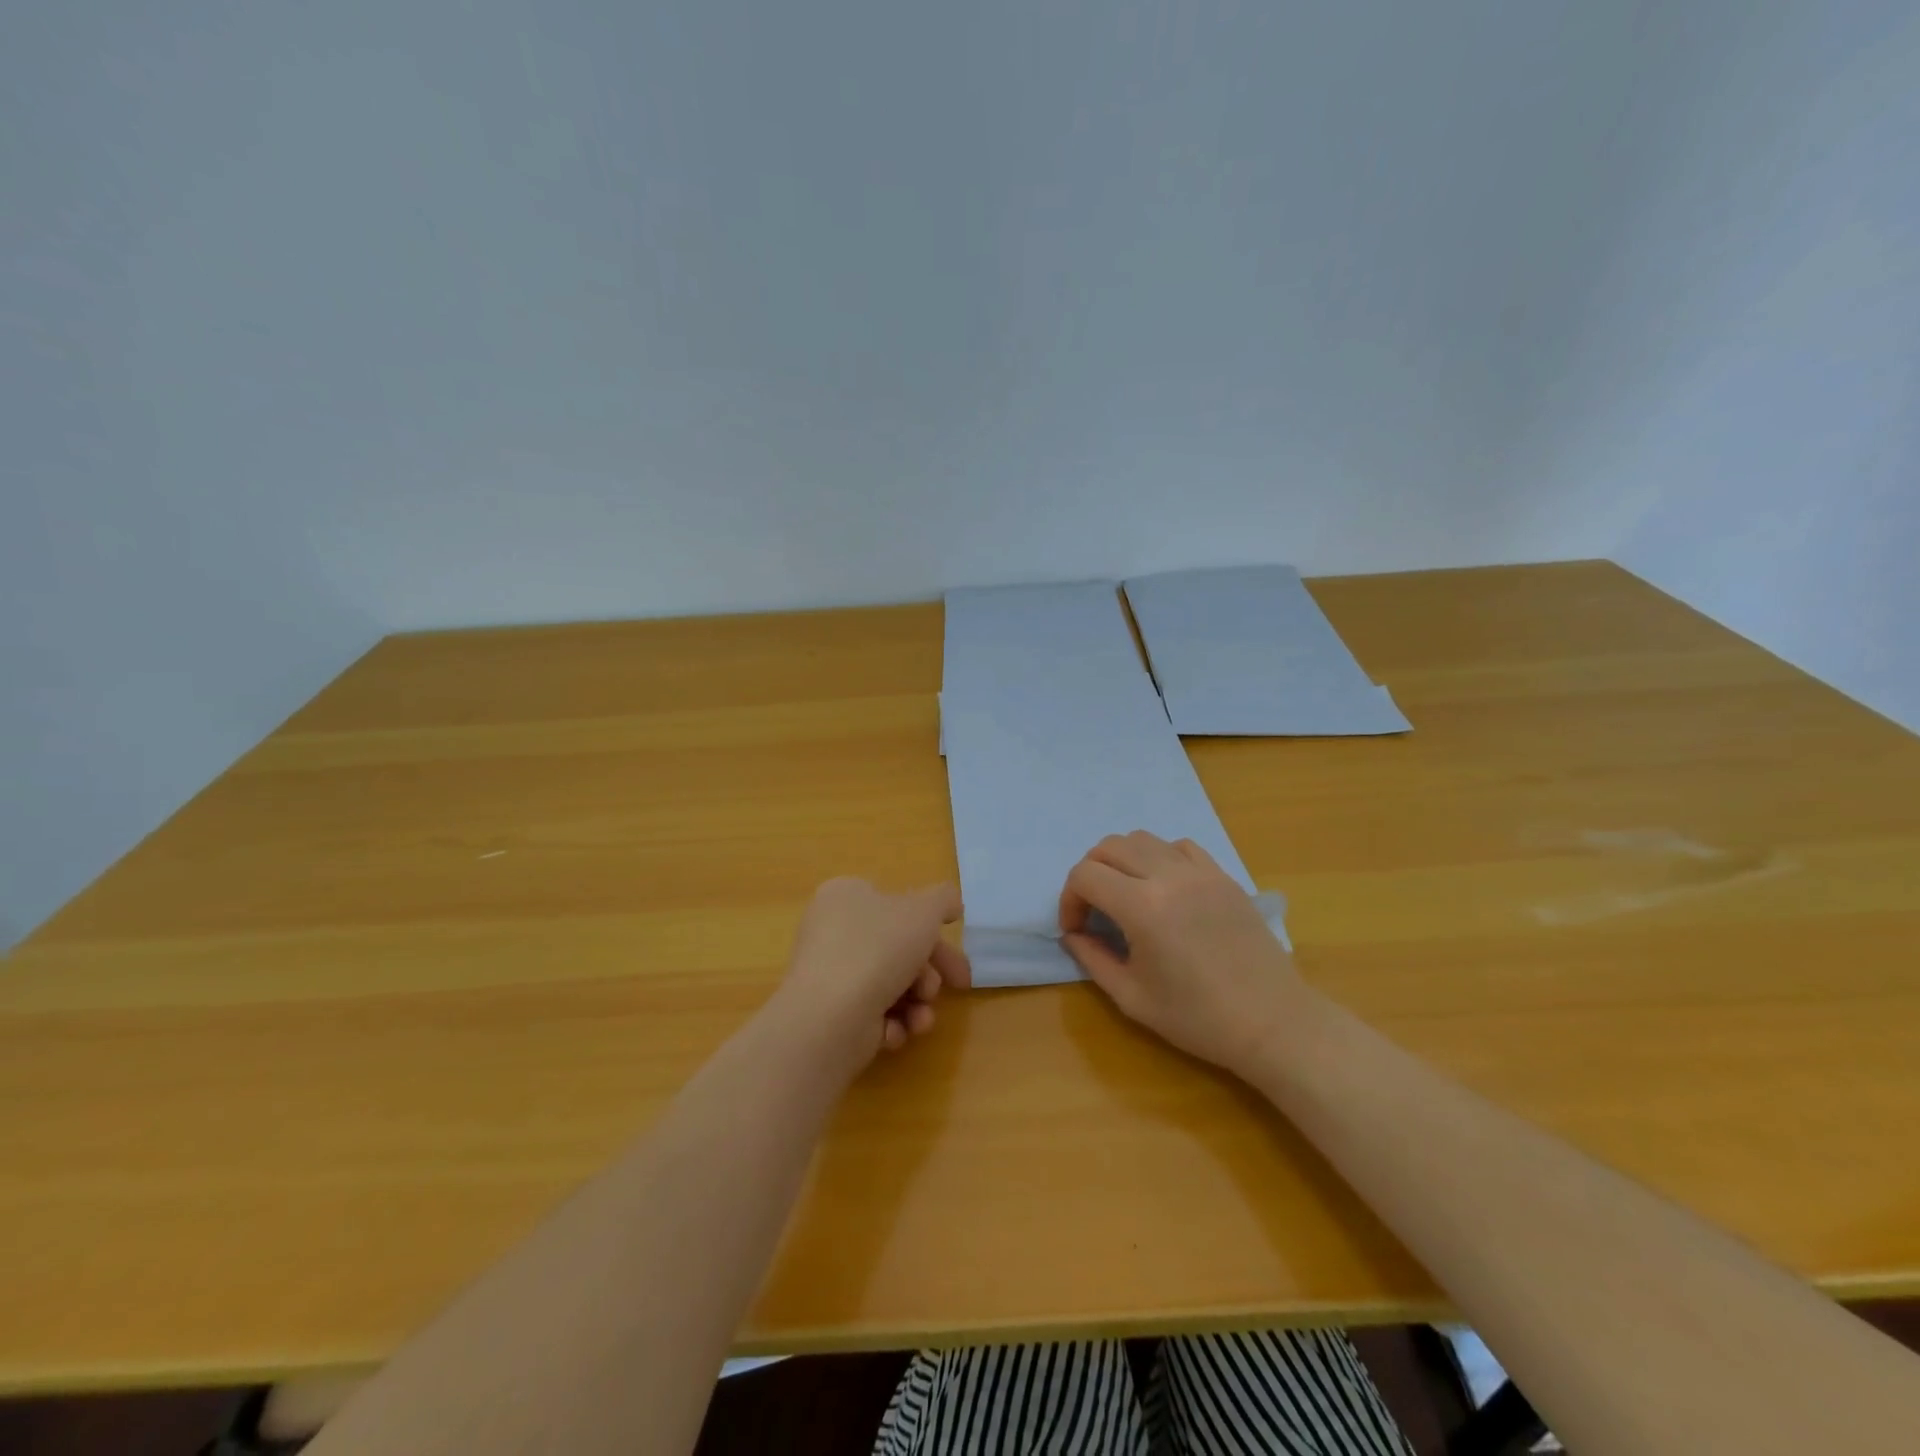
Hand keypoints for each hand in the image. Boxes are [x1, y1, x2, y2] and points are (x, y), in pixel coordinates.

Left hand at [776, 877, 971, 1067]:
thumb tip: (950, 904)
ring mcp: (829, 974)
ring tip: (921, 1017)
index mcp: (846, 896)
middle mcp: (833, 931)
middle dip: (930, 971)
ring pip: (891, 984)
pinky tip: (895, 1031)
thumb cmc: (877, 950)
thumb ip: (943, 900)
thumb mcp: (923, 910)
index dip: (931, 928)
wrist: (829, 1017)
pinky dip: (891, 1023)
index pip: (896, 906)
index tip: (955, 948)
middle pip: (898, 948)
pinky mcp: (830, 1014)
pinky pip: (872, 1014)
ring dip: (917, 1002)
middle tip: (958, 985)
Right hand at [1058, 831, 1308, 1077]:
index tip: (1076, 929)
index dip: (1069, 900)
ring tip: (1126, 894)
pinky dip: (1160, 857)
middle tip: (1093, 909)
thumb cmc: (1198, 1018)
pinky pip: (1180, 847)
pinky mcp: (1223, 876)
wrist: (1272, 1022)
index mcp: (1142, 907)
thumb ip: (1093, 959)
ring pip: (1143, 839)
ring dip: (1122, 860)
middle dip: (1089, 873)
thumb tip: (1073, 935)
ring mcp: (1200, 872)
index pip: (1085, 875)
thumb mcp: (1132, 997)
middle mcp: (1168, 876)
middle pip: (1109, 846)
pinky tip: (1164, 888)